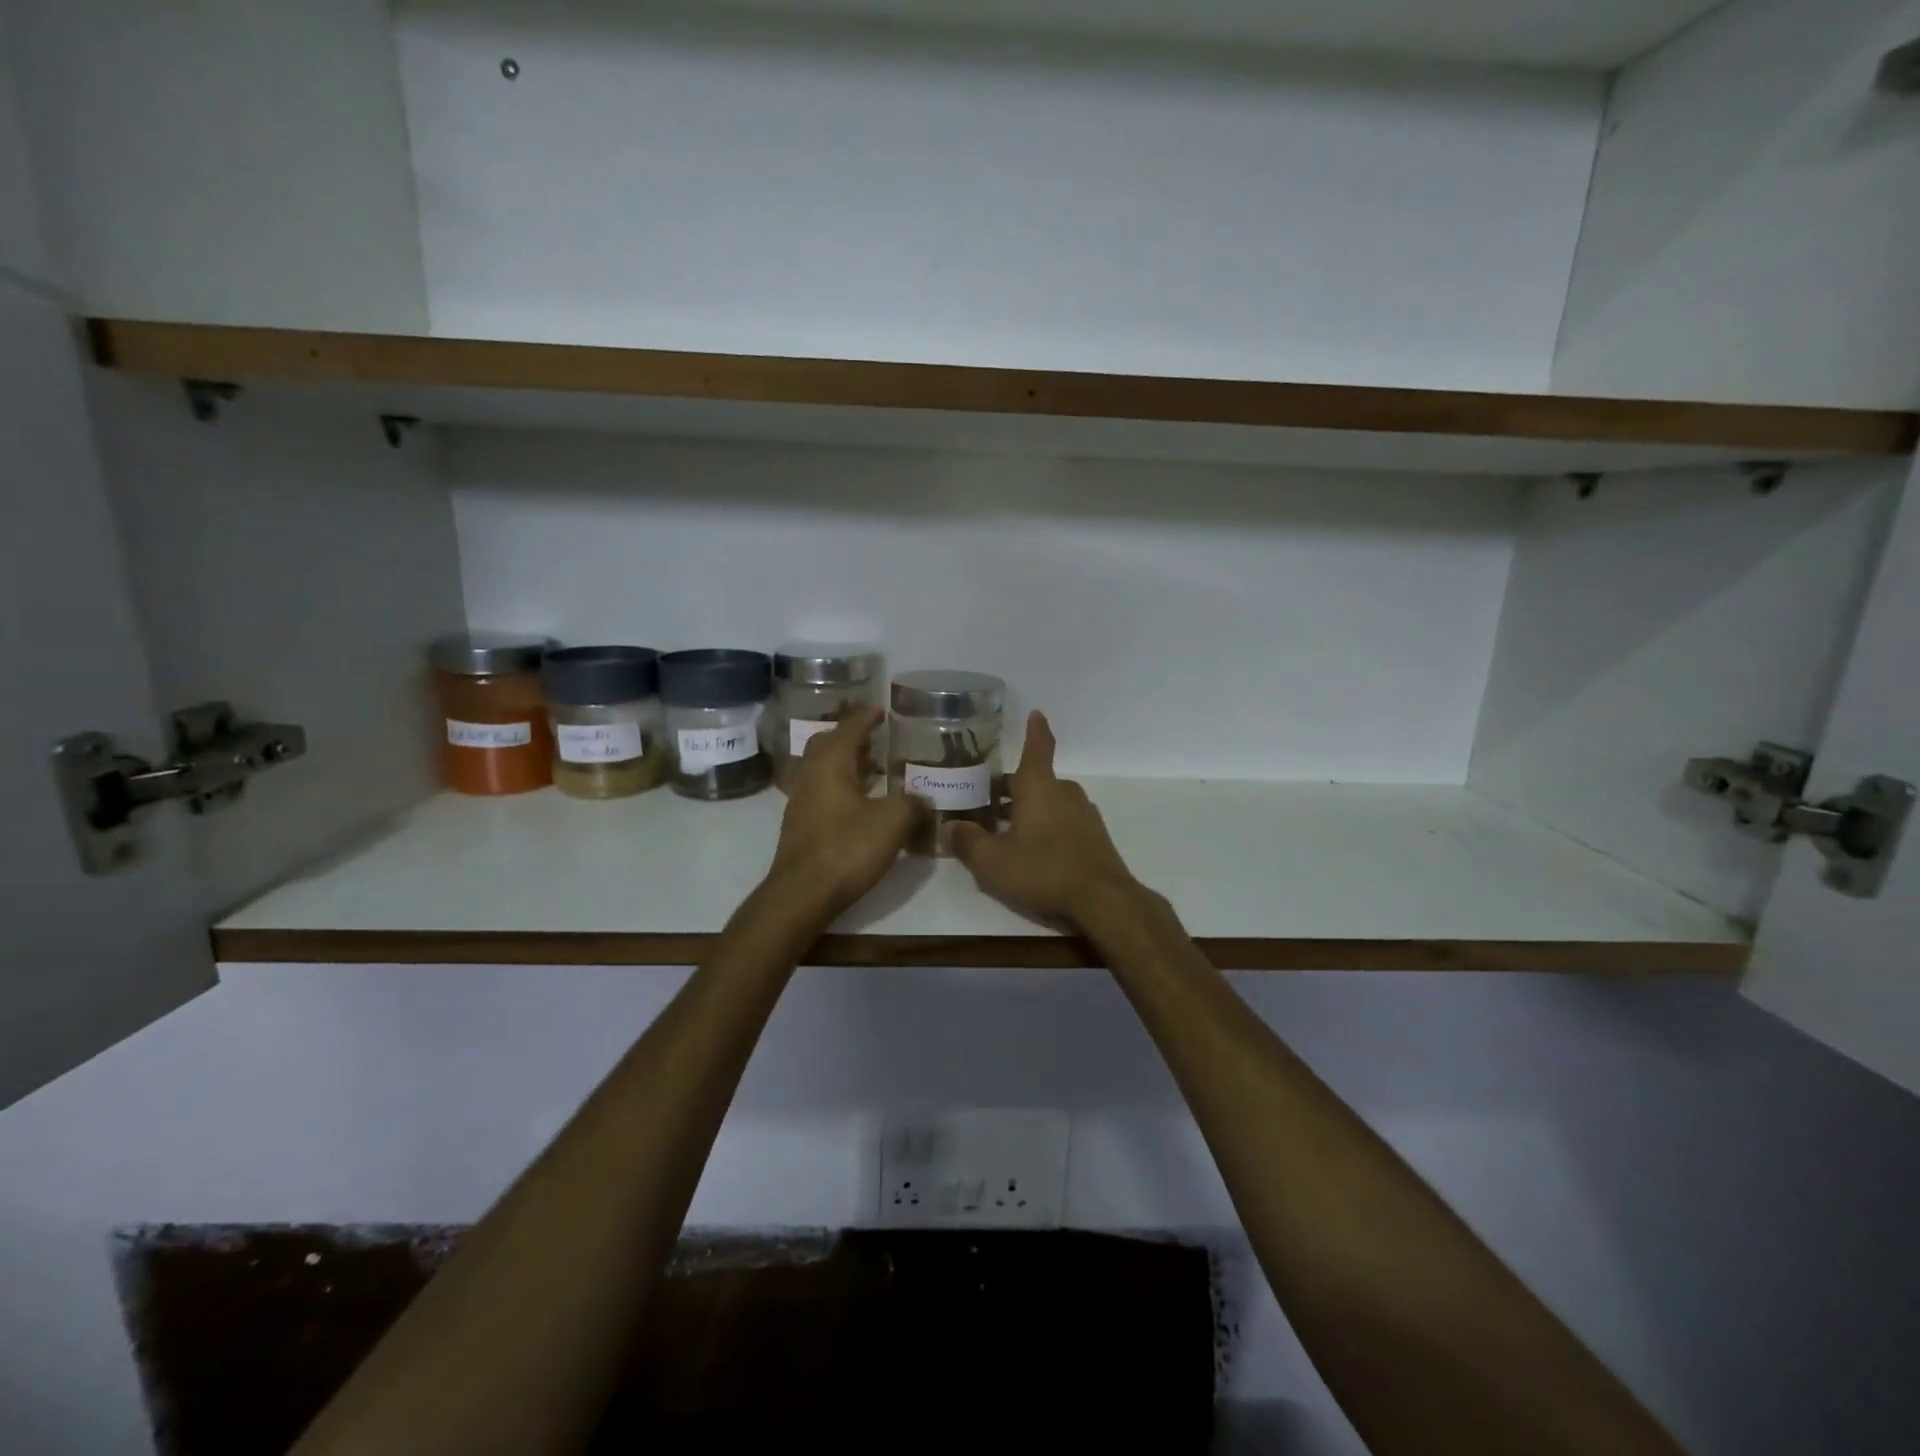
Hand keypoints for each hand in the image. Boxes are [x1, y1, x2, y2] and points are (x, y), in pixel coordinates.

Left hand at [765, 708, 921, 922]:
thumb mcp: (892, 822)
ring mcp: (800, 802)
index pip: (848, 729)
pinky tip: (859, 804)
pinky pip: (820, 793)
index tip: (879, 710)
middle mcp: (810, 776)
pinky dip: (840, 787)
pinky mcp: (800, 827)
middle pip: (826, 745)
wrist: (802, 894)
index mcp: (830, 764)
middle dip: (849, 737)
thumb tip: (923, 799)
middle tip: (874, 738)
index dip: (865, 718)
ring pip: (821, 770)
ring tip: (872, 768)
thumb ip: (912, 804)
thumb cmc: (847, 849)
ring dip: (844, 763)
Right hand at [949, 711, 1146, 930]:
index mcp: (1039, 787)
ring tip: (1001, 831)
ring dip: (1025, 809)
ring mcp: (1083, 815)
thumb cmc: (1044, 871)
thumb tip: (950, 826)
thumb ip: (968, 842)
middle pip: (1034, 780)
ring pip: (1048, 802)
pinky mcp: (1094, 837)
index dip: (1034, 729)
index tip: (1035, 713)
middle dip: (1008, 788)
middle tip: (982, 803)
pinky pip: (1062, 821)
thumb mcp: (993, 862)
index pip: (1037, 747)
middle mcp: (1063, 792)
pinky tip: (1030, 852)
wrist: (1104, 902)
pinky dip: (1044, 826)